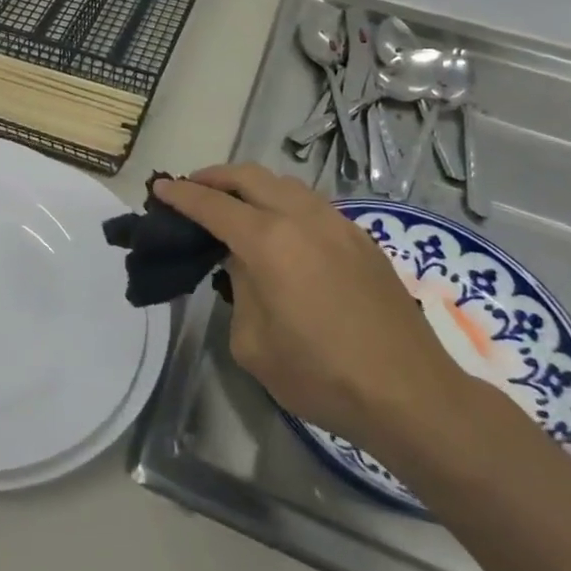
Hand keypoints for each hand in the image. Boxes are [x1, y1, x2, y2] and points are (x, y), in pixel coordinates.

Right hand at [154, 165, 465, 448]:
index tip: (160, 187)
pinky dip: (284, 202)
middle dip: (215, 176)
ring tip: (235, 205)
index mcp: (269, 242)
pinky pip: (312, 204)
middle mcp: (303, 219)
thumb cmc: (321, 376)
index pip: (213, 205)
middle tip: (193, 188)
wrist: (411, 395)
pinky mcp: (362, 240)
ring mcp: (338, 225)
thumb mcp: (253, 343)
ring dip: (252, 185)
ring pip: (285, 183)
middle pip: (250, 176)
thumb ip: (240, 289)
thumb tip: (246, 264)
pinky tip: (282, 230)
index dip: (182, 195)